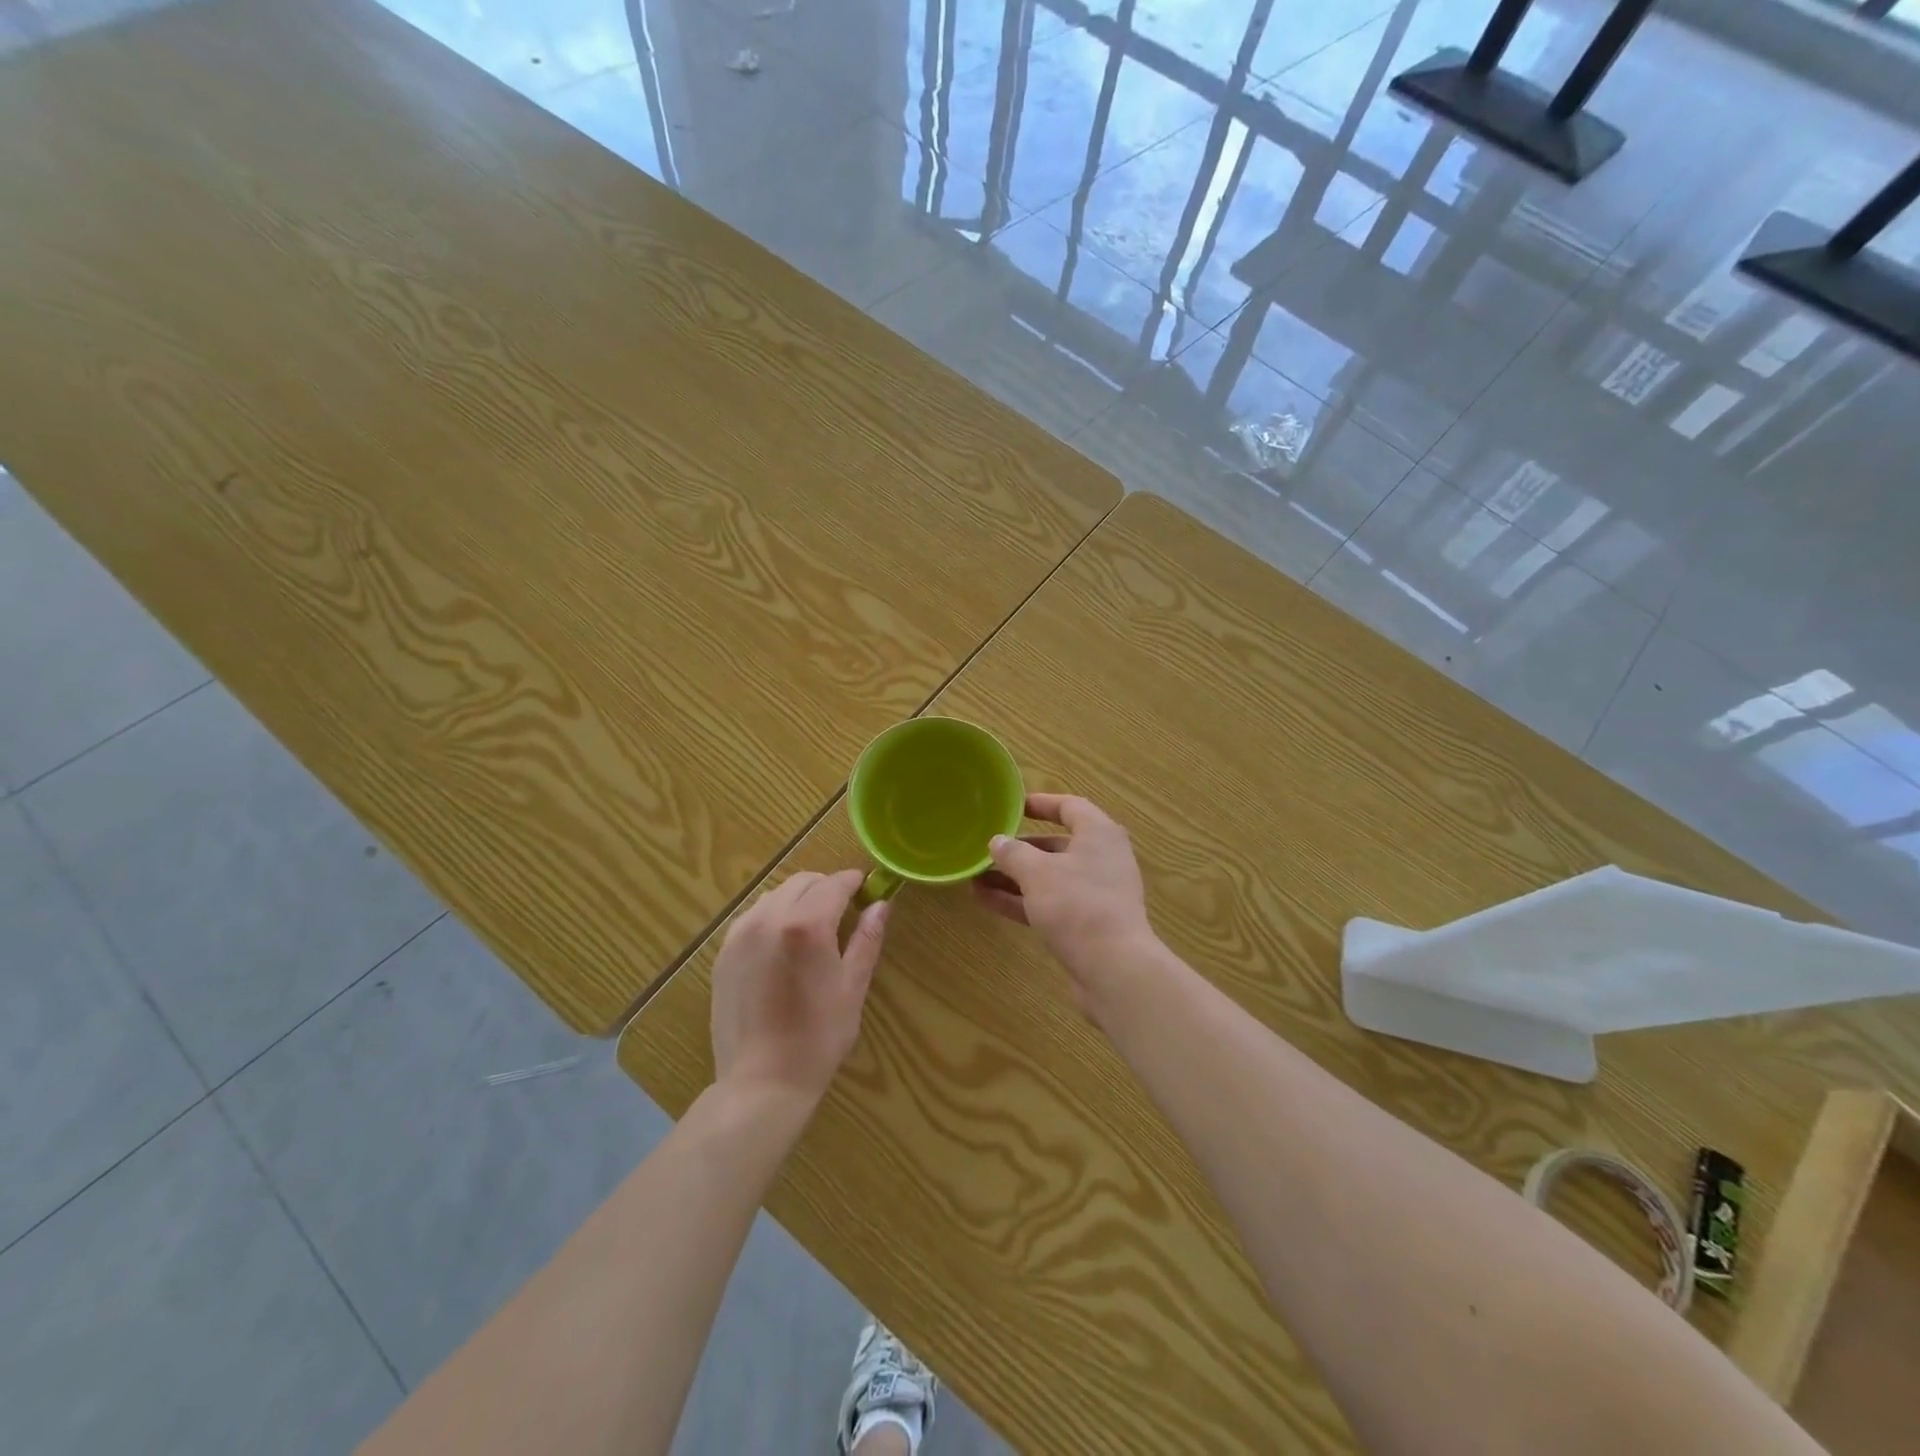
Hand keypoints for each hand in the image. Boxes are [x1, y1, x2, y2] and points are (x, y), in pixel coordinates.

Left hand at [710, 869, 889, 1105]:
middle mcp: (769, 918)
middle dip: (826, 888)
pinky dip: (772, 916)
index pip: (834, 884)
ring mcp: (741, 934)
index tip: (866, 888)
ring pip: (775, 895)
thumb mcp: (853, 987)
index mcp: (806, 925)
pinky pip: (752, 917)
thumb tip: (881, 904)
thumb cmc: (818, 1037)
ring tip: (812, 928)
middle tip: (843, 910)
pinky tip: (782, 945)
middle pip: (802, 882)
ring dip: (798, 899)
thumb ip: (867, 938)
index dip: (854, 882)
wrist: (761, 1082)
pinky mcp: (724, 953)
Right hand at [973, 793, 1157, 1014]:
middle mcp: (1101, 859)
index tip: (1012, 806)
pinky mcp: (1087, 923)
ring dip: (1015, 877)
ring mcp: (1095, 893)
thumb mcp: (1037, 873)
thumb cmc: (1077, 905)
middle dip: (1019, 848)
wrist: (1114, 969)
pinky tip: (988, 901)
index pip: (1069, 806)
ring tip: (976, 877)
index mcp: (1099, 834)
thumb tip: (998, 841)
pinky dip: (1022, 900)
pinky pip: (1050, 903)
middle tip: (987, 849)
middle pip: (1057, 845)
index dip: (1040, 803)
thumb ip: (1013, 853)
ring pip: (1050, 877)